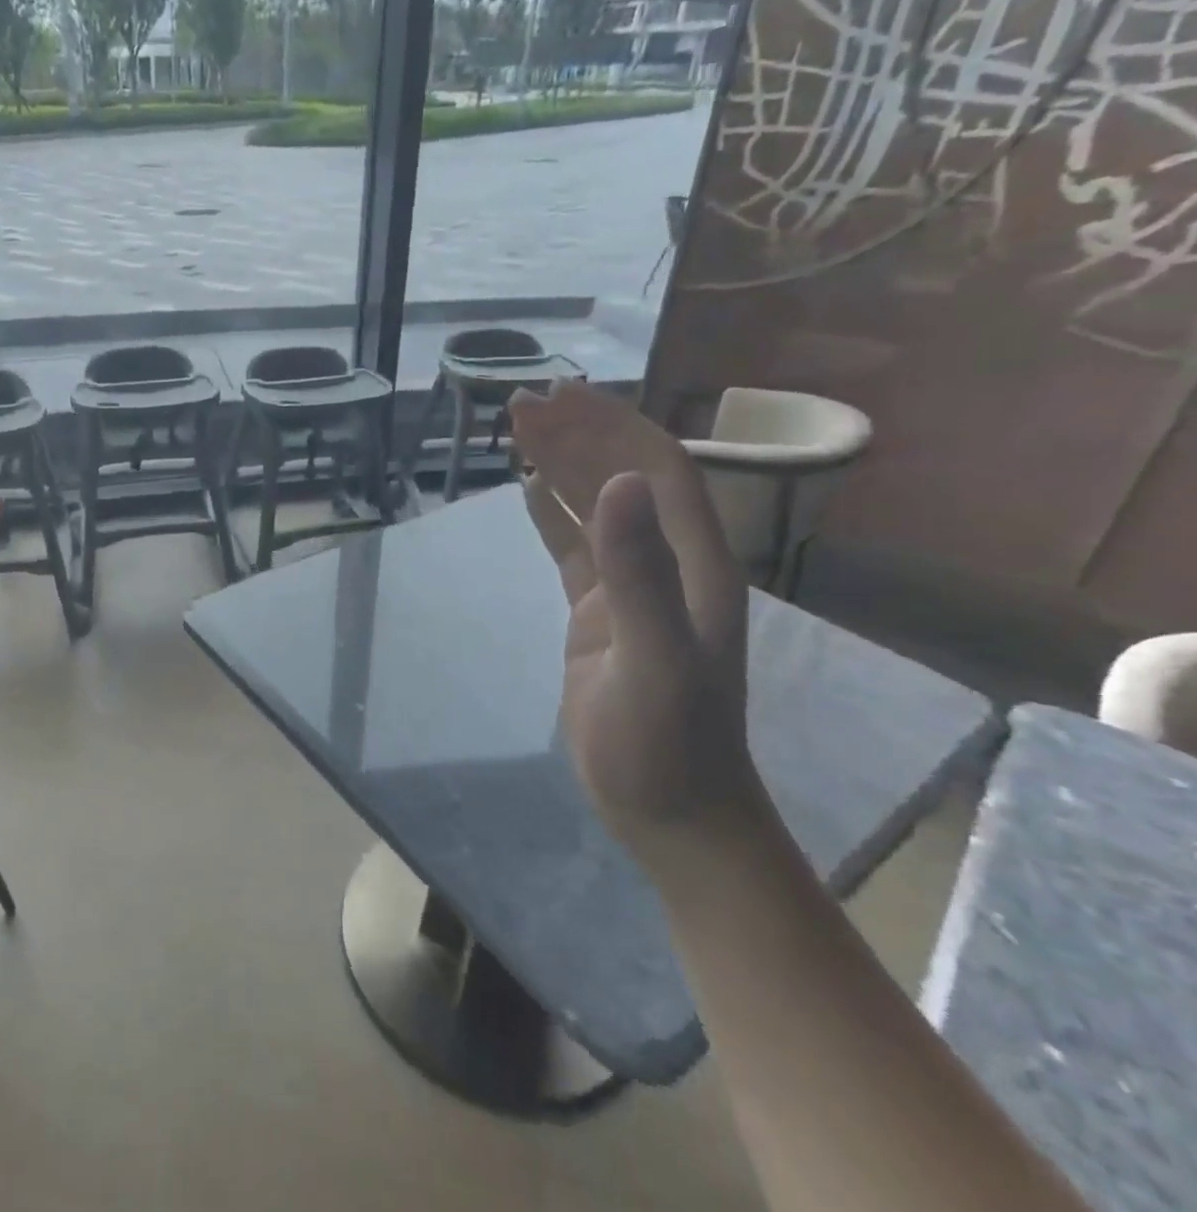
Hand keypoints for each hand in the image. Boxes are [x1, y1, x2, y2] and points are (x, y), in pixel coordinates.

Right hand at [507, 381, 760, 855]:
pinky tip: (529, 490)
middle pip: (624, 477)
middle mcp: (668, 564)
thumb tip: (616, 482)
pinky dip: (553, 513)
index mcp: (693, 564)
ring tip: (519, 431)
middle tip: (520, 403)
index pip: (654, 469)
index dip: (609, 426)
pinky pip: (576, 548)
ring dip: (564, 464)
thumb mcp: (651, 662)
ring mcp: (635, 589)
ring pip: (598, 507)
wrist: (672, 814)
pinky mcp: (603, 614)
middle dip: (578, 434)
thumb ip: (637, 574)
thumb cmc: (665, 746)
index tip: (556, 398)